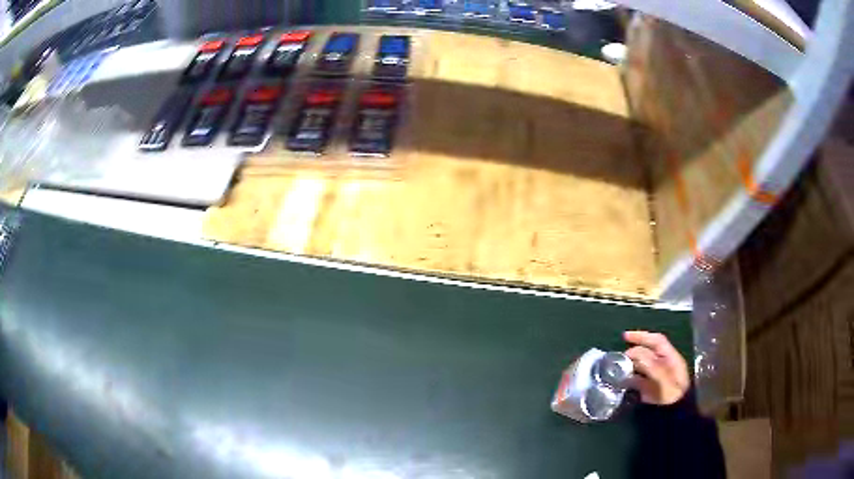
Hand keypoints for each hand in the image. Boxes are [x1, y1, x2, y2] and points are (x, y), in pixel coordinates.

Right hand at [623, 330, 689, 405]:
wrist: (677, 415)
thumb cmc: (674, 396)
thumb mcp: (665, 380)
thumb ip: (652, 366)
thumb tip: (635, 354)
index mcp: (671, 358)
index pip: (656, 341)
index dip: (642, 336)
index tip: (624, 336)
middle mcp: (664, 364)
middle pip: (648, 352)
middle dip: (634, 351)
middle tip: (620, 357)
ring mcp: (657, 377)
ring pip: (642, 364)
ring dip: (630, 364)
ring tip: (618, 367)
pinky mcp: (650, 389)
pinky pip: (638, 379)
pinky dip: (630, 377)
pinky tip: (622, 380)